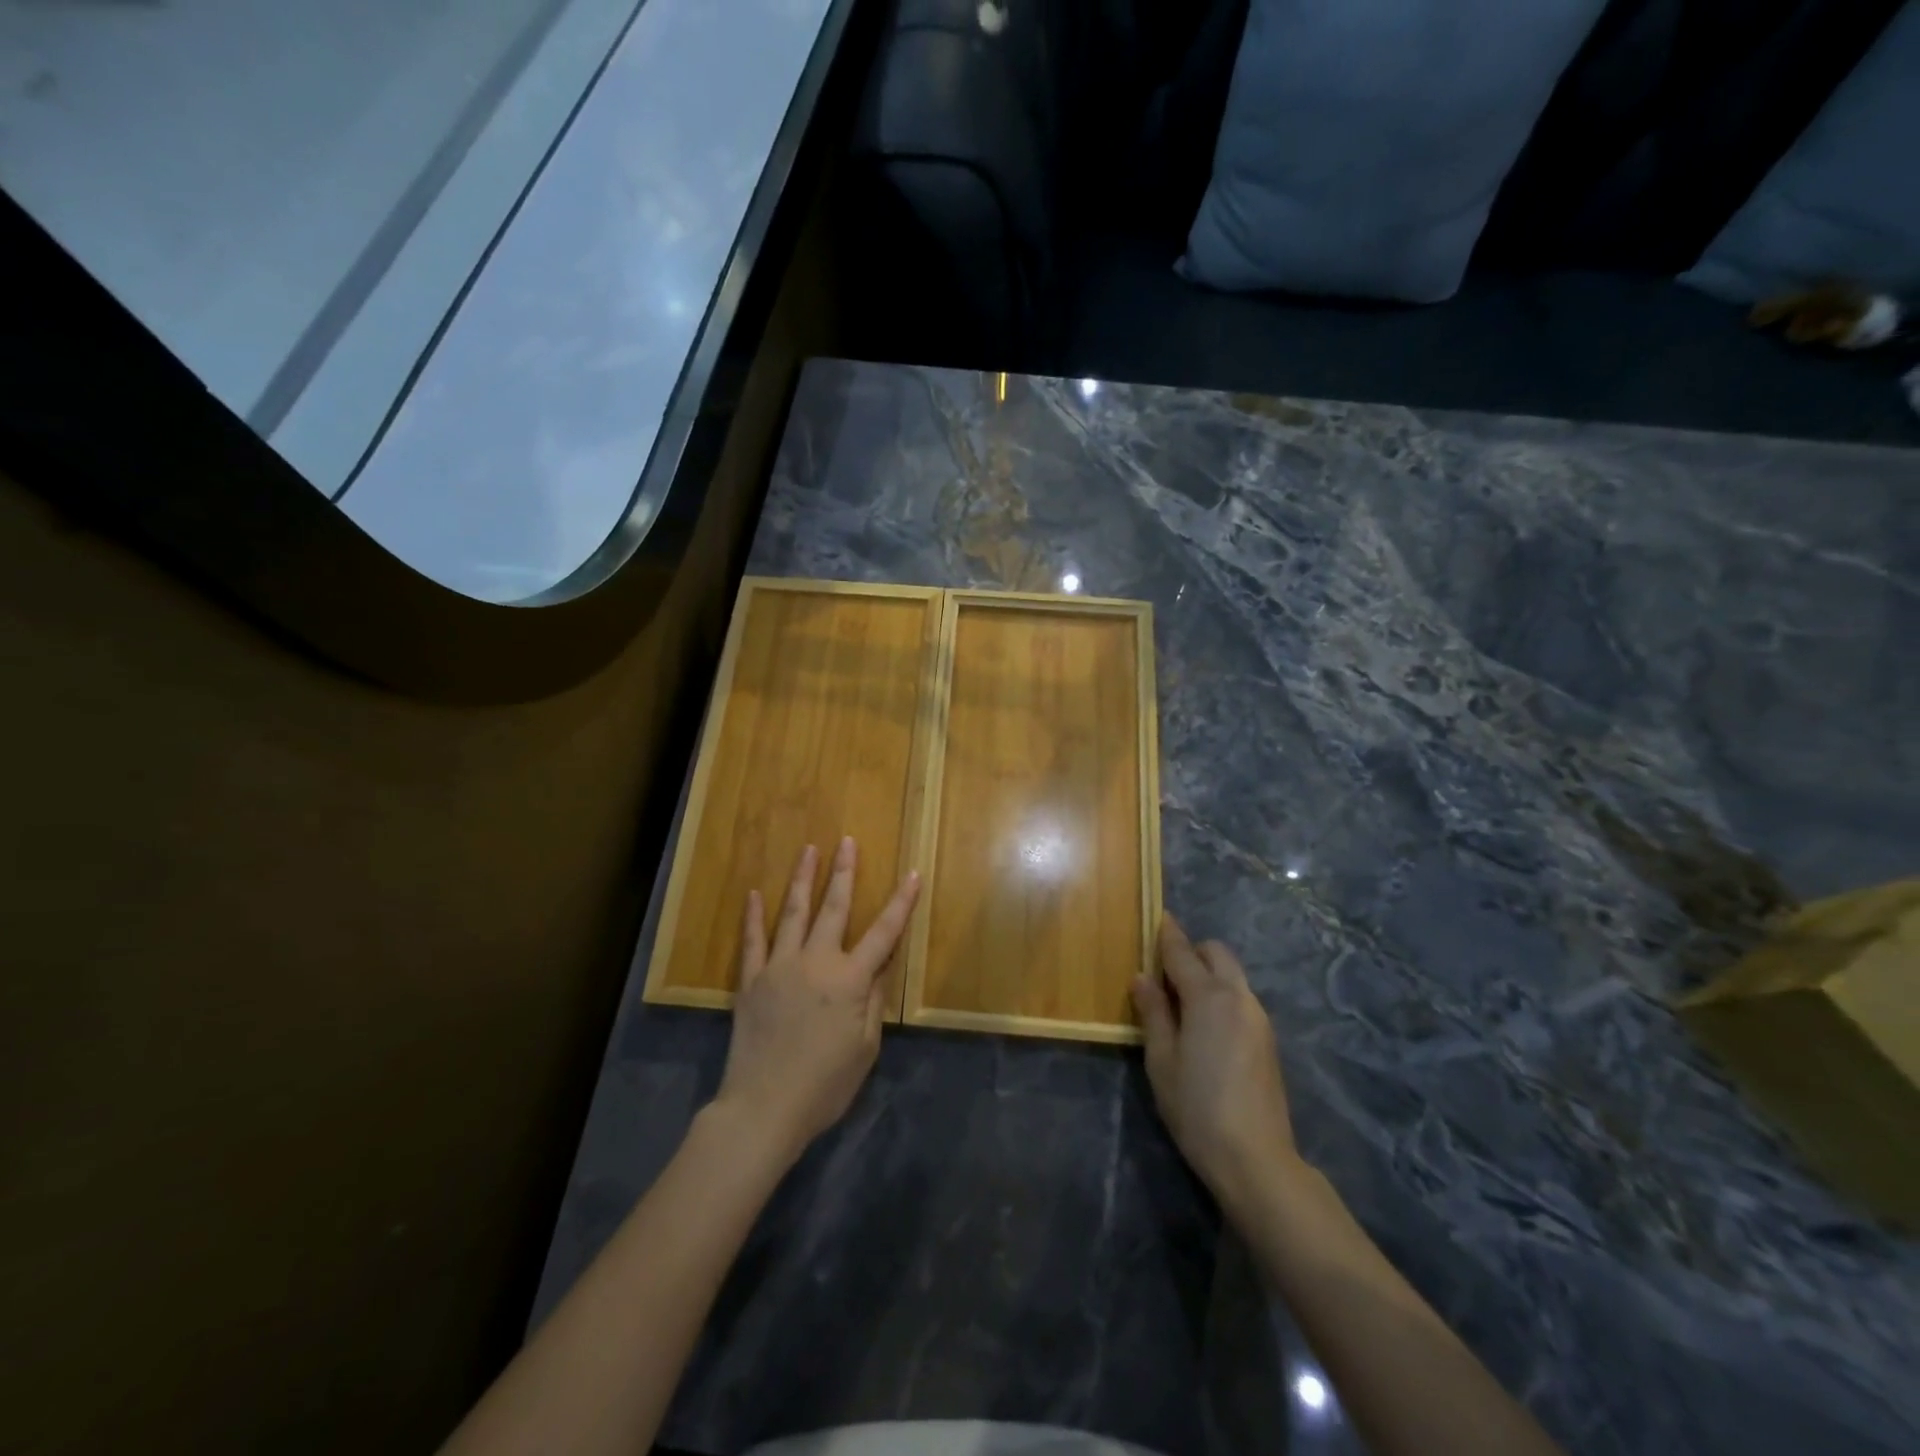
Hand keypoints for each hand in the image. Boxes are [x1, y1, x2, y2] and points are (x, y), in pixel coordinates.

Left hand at [713, 838, 920, 1162]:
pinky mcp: (751, 981)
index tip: (912, 874)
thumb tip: (884, 961)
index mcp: (850, 979)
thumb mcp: (865, 1047)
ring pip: (793, 913)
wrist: (763, 1108)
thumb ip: (875, 999)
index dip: (901, 903)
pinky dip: (753, 916)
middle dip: (844, 872)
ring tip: (809, 850)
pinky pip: (752, 941)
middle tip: (847, 842)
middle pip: (834, 908)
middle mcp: (815, 962)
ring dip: (803, 879)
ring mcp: (779, 967)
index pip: (884, 933)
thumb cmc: (825, 1085)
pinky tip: (753, 894)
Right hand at [1132, 916, 1300, 1209]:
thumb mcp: (1161, 1060)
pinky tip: (1205, 1025)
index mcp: (1208, 996)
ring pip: (1232, 975)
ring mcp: (1259, 1017)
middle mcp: (1238, 997)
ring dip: (1208, 973)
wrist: (1256, 1158)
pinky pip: (1241, 998)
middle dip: (1192, 951)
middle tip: (1164, 971)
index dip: (1167, 933)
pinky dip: (1222, 994)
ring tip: (1181, 1001)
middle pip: (1216, 953)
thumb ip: (1153, 1012)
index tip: (1158, 915)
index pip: (1182, 952)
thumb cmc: (1196, 1107)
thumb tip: (1143, 977)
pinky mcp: (1268, 1039)